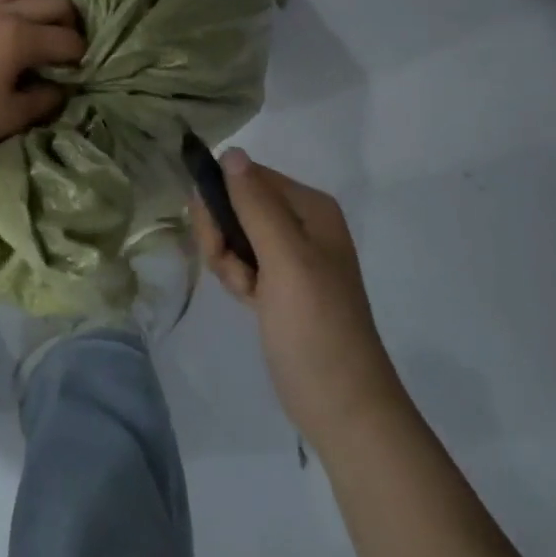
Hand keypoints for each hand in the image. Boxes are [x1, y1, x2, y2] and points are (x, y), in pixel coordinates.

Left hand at [0, 0, 84, 167]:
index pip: (66, 38)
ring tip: (31, 24)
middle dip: (68, 20)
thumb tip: (60, 88)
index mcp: (21, 37)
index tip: (80, 68)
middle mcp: (1, 13)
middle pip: (50, 0)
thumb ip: (43, 99)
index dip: (79, 53)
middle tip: (66, 44)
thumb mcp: (12, 116)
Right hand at [193, 151, 399, 449]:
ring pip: (234, 236)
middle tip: (233, 270)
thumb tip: (231, 150)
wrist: (341, 406)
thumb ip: (255, 204)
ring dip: (227, 262)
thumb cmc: (315, 326)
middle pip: (238, 205)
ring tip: (245, 293)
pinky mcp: (279, 284)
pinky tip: (247, 302)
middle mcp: (302, 223)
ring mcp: (291, 256)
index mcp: (310, 208)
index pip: (247, 176)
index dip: (222, 201)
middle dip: (223, 235)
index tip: (213, 234)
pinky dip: (236, 279)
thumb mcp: (284, 259)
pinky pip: (241, 262)